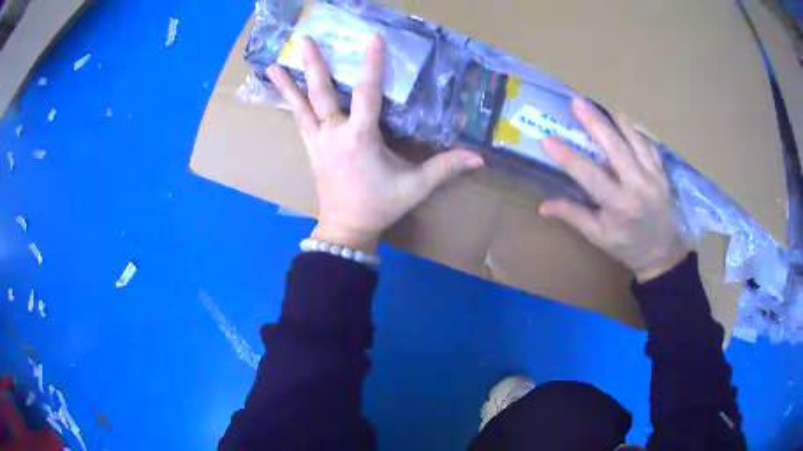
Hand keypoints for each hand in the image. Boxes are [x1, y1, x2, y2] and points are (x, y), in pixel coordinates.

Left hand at [267, 34, 483, 253]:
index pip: (367, 92)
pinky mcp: (310, 149)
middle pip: (321, 93)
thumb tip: (479, 158)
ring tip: (273, 65)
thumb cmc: (379, 206)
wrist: (345, 228)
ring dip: (289, 84)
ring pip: (301, 107)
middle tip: (303, 40)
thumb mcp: (414, 187)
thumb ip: (445, 168)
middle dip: (313, 64)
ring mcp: (317, 141)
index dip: (372, 64)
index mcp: (360, 137)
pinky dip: (289, 104)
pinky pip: (298, 121)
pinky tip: (281, 92)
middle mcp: (334, 133)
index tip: (372, 38)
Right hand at [539, 98, 688, 281]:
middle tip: (576, 101)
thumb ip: (573, 216)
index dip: (569, 157)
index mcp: (619, 206)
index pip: (591, 176)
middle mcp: (638, 186)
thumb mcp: (598, 236)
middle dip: (595, 122)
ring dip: (615, 120)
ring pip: (635, 140)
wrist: (662, 253)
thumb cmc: (627, 246)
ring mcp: (653, 176)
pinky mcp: (662, 171)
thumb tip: (543, 206)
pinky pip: (648, 144)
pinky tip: (622, 120)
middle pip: (616, 147)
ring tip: (598, 104)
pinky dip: (634, 130)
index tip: (548, 140)